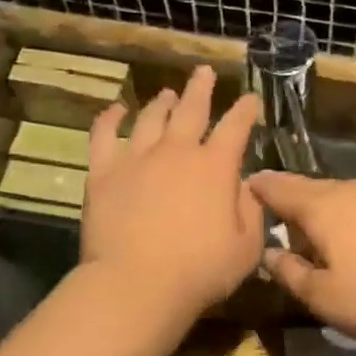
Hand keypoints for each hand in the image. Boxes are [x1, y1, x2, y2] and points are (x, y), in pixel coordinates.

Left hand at [84, 66, 263, 314]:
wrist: (136, 284)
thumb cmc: (200, 270)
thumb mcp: (247, 247)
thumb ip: (251, 211)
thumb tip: (246, 186)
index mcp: (216, 167)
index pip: (236, 127)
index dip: (246, 111)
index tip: (251, 99)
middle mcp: (177, 151)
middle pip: (192, 109)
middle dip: (201, 88)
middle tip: (205, 71)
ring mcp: (137, 158)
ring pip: (151, 118)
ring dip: (161, 102)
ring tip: (167, 92)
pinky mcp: (104, 172)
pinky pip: (104, 135)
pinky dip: (110, 118)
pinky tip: (115, 109)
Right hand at [247, 174, 355, 343]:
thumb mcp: (325, 298)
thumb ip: (291, 273)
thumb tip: (270, 253)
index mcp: (320, 205)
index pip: (275, 187)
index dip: (254, 191)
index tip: (239, 197)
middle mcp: (347, 188)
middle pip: (307, 190)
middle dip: (289, 209)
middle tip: (278, 236)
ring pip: (336, 199)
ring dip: (321, 217)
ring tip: (317, 248)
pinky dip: (348, 221)